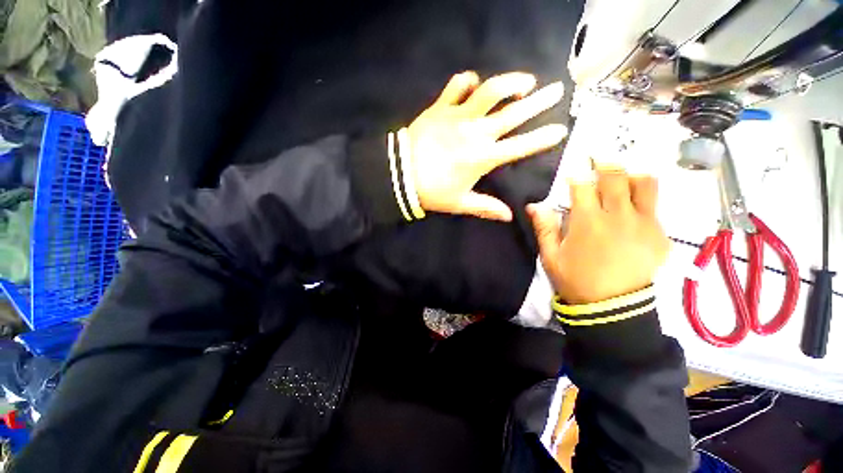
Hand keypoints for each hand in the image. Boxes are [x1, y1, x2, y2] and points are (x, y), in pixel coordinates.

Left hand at [406, 71, 566, 220]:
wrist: (400, 175)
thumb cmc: (432, 191)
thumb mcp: (460, 203)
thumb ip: (486, 207)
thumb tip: (509, 216)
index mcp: (483, 157)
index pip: (521, 145)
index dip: (543, 137)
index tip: (561, 129)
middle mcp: (476, 132)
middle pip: (514, 112)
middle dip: (539, 100)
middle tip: (556, 90)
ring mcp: (458, 116)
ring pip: (490, 91)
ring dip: (511, 82)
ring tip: (524, 82)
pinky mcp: (440, 107)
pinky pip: (457, 86)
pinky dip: (467, 81)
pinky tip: (473, 83)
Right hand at [527, 165, 669, 303]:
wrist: (612, 307)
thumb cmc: (575, 280)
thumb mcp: (551, 256)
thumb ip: (544, 228)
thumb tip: (534, 205)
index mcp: (587, 222)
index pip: (582, 186)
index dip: (576, 176)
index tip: (572, 175)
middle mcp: (618, 216)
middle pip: (615, 177)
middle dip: (604, 165)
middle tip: (598, 162)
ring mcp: (644, 224)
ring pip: (644, 184)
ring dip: (630, 176)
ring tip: (621, 180)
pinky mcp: (659, 235)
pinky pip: (655, 206)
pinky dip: (643, 199)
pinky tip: (632, 209)